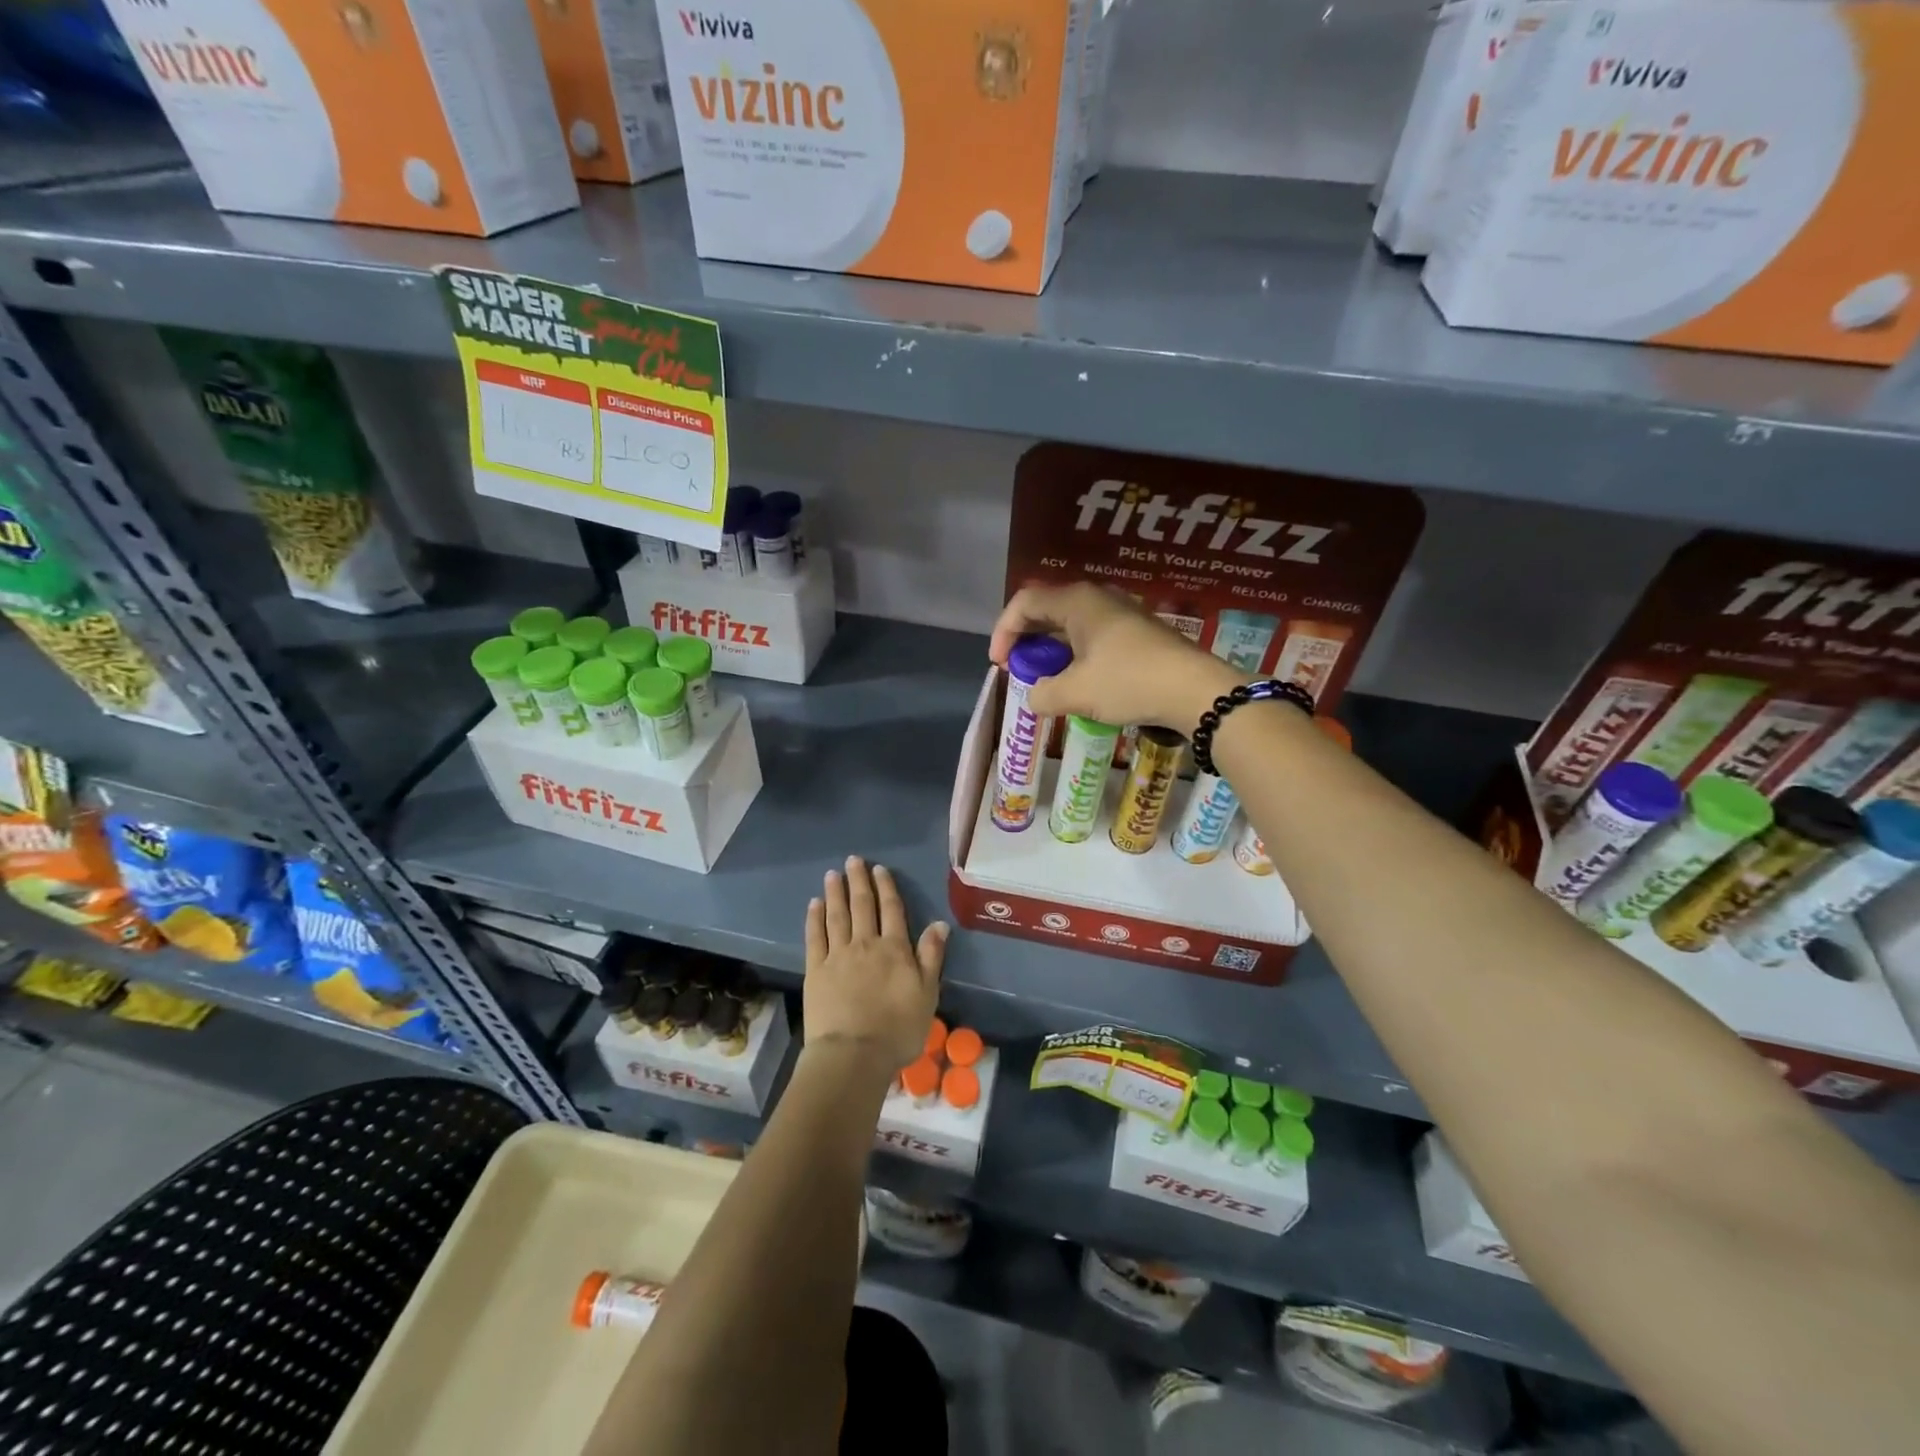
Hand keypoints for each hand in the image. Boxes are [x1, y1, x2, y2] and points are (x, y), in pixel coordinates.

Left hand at [804, 856, 947, 1074]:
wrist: (853, 1053)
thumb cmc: (897, 1028)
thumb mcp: (927, 993)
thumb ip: (932, 956)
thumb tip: (940, 923)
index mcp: (895, 949)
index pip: (891, 910)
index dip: (886, 887)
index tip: (879, 869)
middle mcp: (865, 944)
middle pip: (862, 906)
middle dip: (859, 881)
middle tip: (853, 860)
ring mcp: (838, 956)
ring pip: (837, 916)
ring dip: (835, 893)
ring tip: (833, 874)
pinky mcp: (815, 970)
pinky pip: (815, 937)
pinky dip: (815, 918)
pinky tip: (814, 904)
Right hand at [989, 581, 1240, 728]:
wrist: (1196, 690)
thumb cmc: (1129, 682)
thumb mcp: (1076, 693)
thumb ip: (1043, 694)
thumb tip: (1035, 697)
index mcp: (1077, 601)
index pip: (1024, 602)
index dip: (1003, 631)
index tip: (1000, 665)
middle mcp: (1098, 598)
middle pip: (1047, 610)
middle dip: (1026, 641)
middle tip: (1019, 671)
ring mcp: (1120, 613)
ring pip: (1071, 625)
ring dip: (1051, 651)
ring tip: (1047, 681)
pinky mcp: (1137, 632)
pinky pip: (1092, 636)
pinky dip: (1075, 655)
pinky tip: (1079, 682)